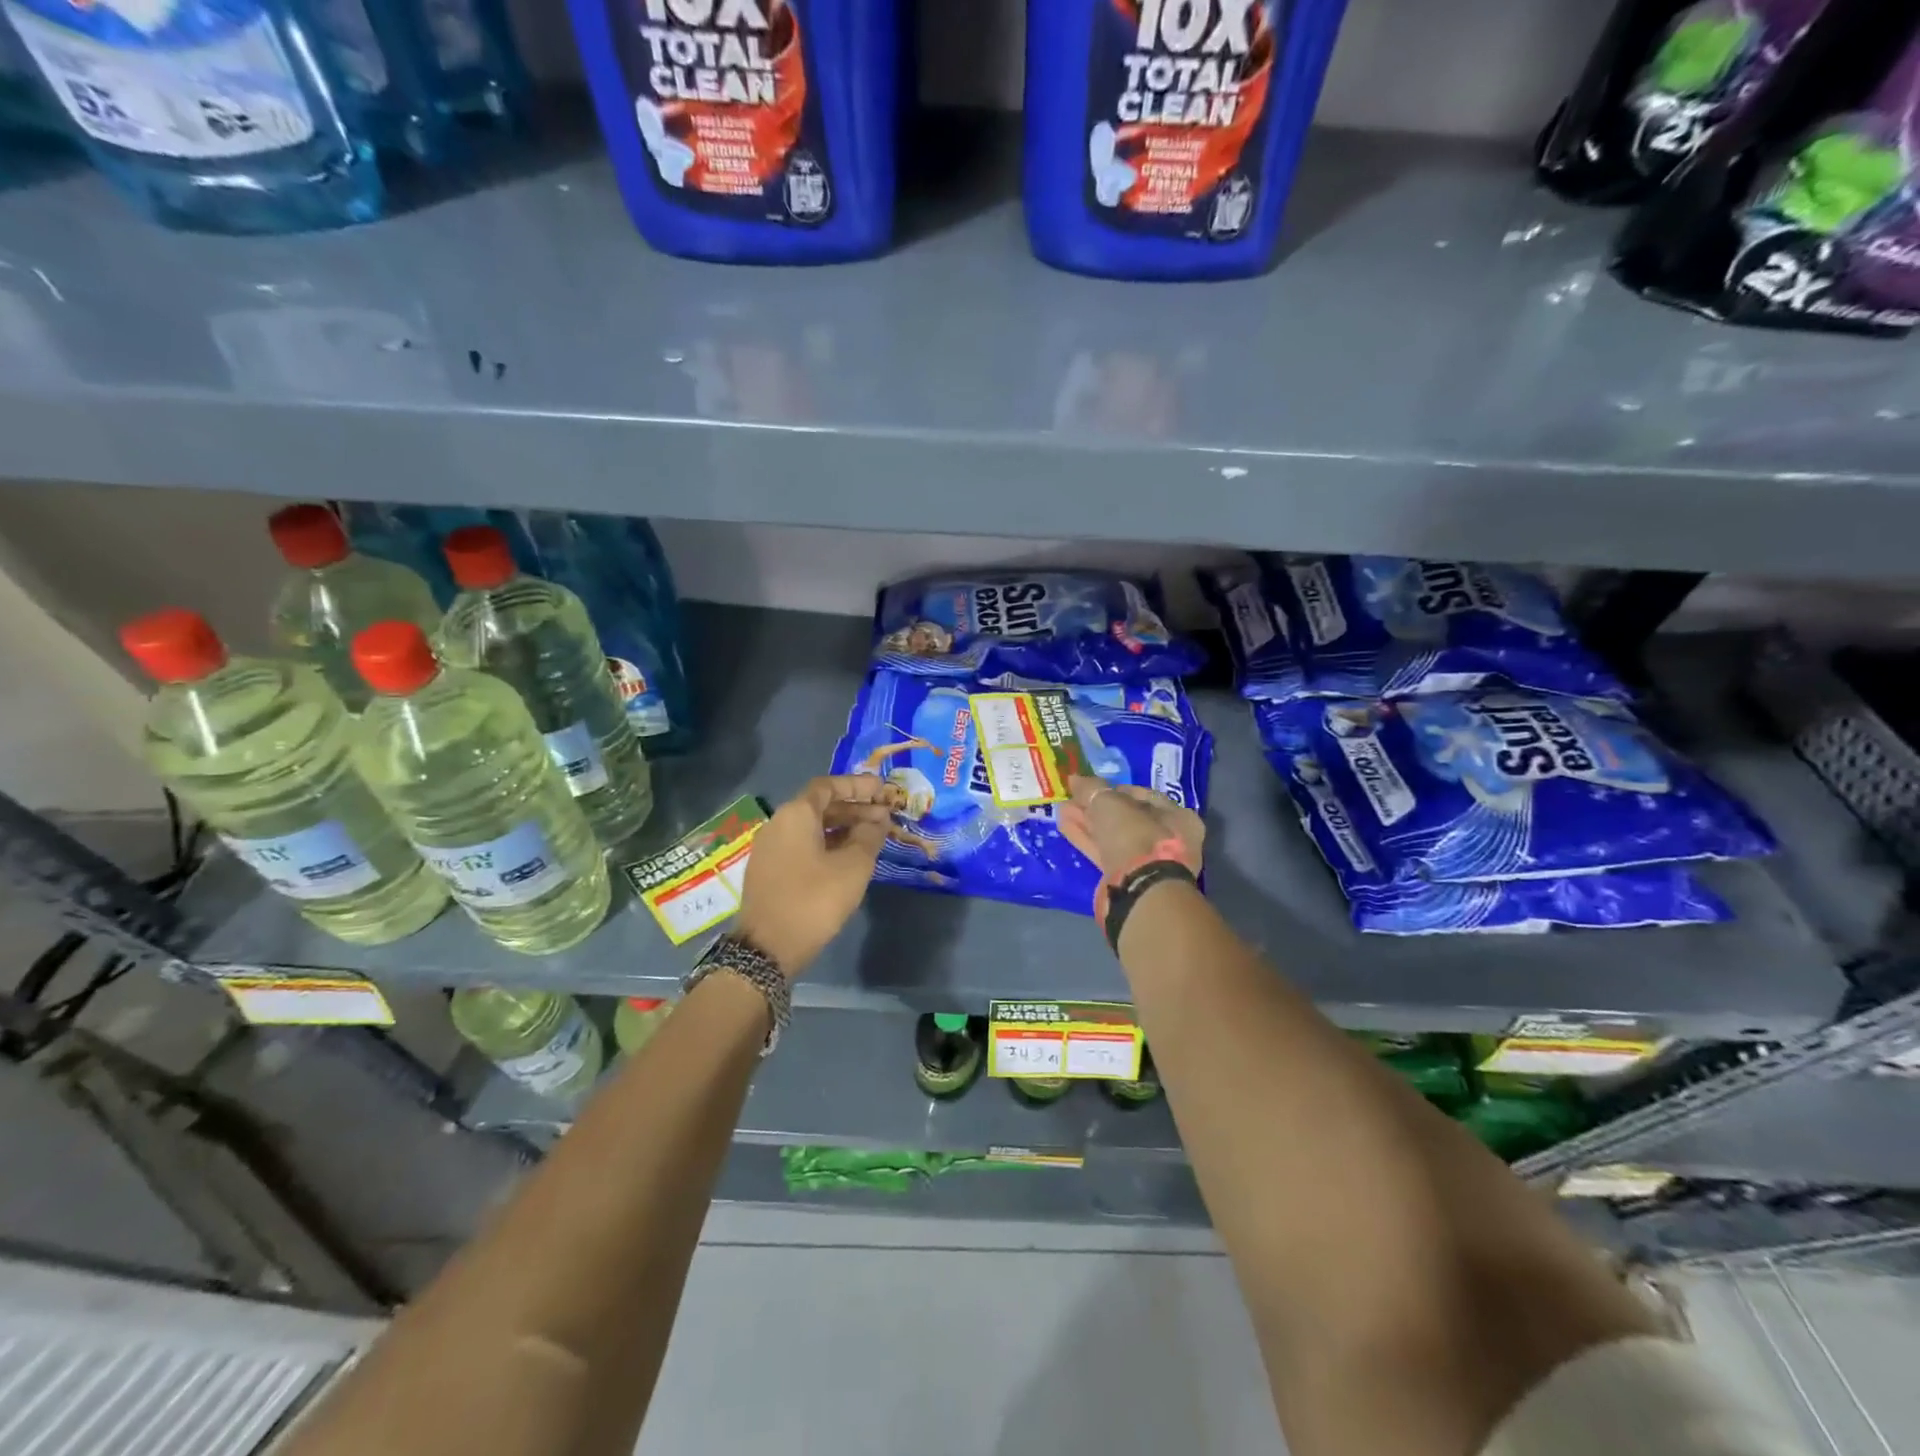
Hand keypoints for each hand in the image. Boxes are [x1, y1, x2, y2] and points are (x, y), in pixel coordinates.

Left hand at [739, 775, 891, 980]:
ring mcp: (771, 848)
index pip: (829, 786)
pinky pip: (803, 845)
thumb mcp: (853, 866)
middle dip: (855, 808)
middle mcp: (779, 824)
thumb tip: (878, 820)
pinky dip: (827, 844)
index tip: (882, 791)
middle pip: (820, 806)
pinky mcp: (770, 870)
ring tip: (872, 837)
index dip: (858, 785)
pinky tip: (848, 858)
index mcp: (796, 814)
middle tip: (885, 817)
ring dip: (843, 828)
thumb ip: (869, 836)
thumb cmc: (814, 899)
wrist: (767, 948)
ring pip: (812, 827)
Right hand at [1058, 775, 1204, 881]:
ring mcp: (1147, 863)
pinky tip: (1065, 827)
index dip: (1116, 789)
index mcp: (1178, 817)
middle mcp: (1168, 840)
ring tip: (1062, 811)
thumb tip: (1075, 778)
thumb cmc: (1135, 835)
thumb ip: (1092, 788)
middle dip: (1098, 808)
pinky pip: (1105, 853)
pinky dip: (1087, 840)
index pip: (1144, 796)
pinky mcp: (1127, 880)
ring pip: (1113, 837)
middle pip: (1126, 818)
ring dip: (1088, 823)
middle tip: (1073, 799)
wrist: (1139, 889)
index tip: (1092, 787)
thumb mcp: (1110, 803)